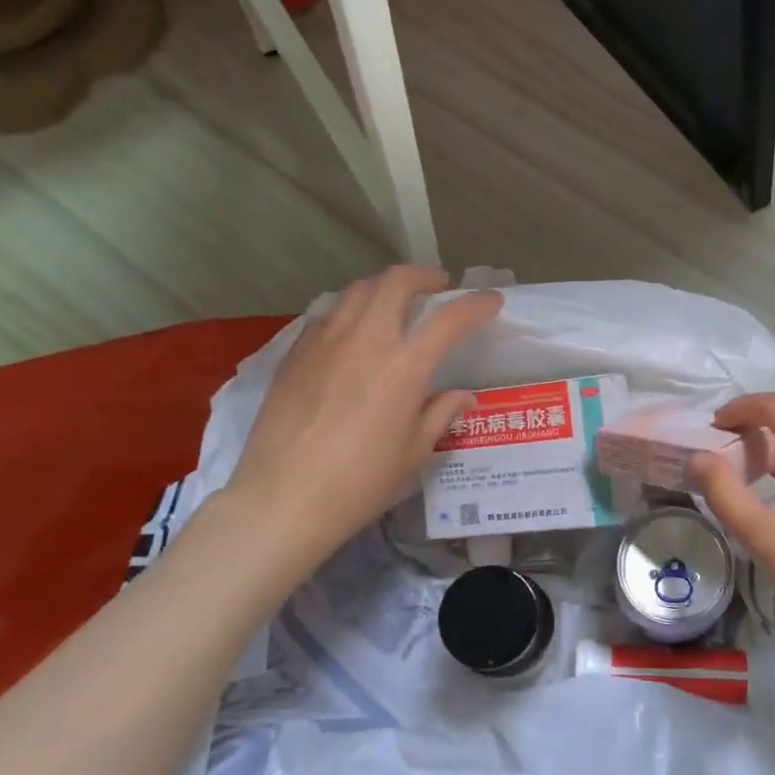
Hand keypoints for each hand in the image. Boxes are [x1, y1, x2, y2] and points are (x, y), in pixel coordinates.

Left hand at [221, 265, 501, 586]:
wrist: (283, 499)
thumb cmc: (359, 483)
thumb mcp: (413, 453)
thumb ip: (440, 414)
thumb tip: (462, 396)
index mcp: (405, 367)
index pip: (450, 319)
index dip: (476, 304)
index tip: (491, 301)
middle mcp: (366, 341)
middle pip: (396, 283)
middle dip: (424, 276)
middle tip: (439, 286)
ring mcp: (325, 343)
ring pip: (358, 291)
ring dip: (384, 287)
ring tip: (396, 301)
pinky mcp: (295, 354)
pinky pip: (329, 316)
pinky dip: (351, 311)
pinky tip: (353, 332)